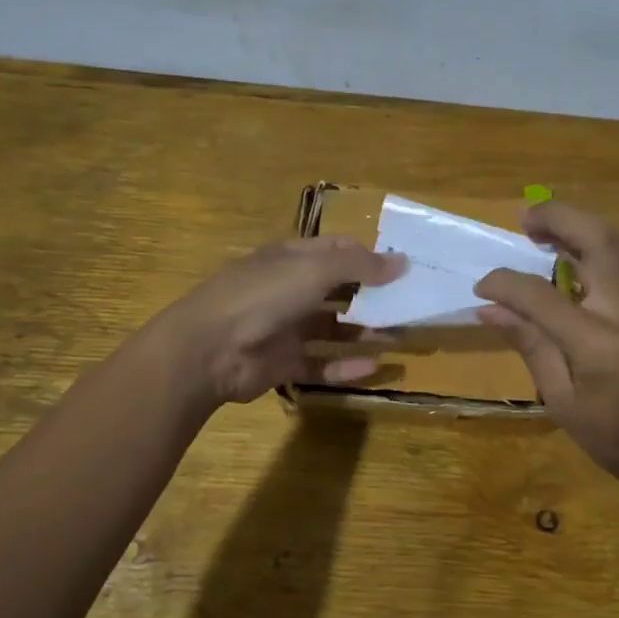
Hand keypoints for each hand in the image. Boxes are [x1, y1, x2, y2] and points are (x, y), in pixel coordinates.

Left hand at [159, 237, 403, 406]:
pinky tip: (374, 366)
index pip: (337, 251)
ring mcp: (284, 328)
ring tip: (400, 337)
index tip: (403, 270)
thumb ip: (360, 265)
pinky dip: (345, 365)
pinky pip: (320, 362)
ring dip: (364, 332)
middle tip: (409, 306)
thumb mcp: (314, 269)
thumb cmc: (263, 296)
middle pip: (338, 290)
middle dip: (371, 297)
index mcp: (291, 259)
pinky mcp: (282, 363)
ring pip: (332, 328)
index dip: (369, 257)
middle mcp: (288, 290)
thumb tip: (403, 261)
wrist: (209, 349)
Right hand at [475, 202, 618, 501]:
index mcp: (599, 344)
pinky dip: (593, 247)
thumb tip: (490, 310)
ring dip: (577, 226)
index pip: (542, 296)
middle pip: (599, 239)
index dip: (506, 283)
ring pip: (616, 243)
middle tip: (523, 218)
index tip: (482, 285)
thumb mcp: (564, 403)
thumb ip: (531, 347)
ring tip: (540, 230)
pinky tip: (569, 259)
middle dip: (558, 218)